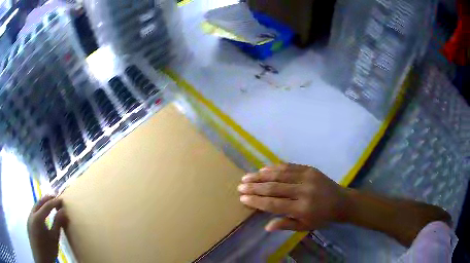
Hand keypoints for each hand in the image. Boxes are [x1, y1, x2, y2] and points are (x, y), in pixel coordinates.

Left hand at [27, 196, 67, 262]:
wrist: (40, 258)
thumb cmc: (48, 250)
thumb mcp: (54, 238)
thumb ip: (58, 224)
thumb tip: (63, 211)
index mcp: (38, 218)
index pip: (47, 206)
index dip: (54, 202)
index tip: (61, 199)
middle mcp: (32, 215)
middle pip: (39, 203)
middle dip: (46, 199)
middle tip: (54, 197)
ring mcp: (29, 218)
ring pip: (35, 207)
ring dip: (41, 204)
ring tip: (48, 204)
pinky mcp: (28, 223)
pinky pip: (33, 213)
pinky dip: (38, 210)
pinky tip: (42, 216)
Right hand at [238, 163, 347, 231]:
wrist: (341, 201)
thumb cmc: (321, 217)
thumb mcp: (304, 226)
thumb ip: (286, 225)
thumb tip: (267, 226)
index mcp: (302, 208)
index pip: (274, 204)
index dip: (257, 201)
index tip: (243, 198)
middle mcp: (303, 191)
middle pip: (274, 188)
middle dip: (255, 187)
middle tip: (240, 186)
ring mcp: (307, 177)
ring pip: (279, 175)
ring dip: (261, 176)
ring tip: (247, 177)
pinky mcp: (309, 169)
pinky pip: (289, 166)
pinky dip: (274, 168)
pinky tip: (263, 169)